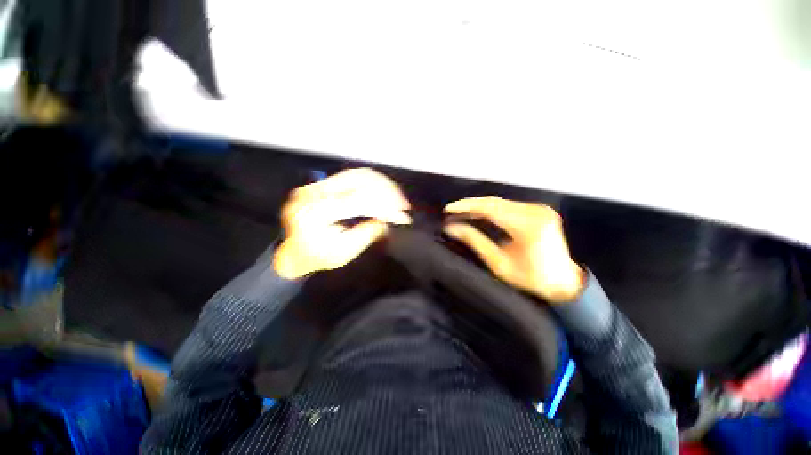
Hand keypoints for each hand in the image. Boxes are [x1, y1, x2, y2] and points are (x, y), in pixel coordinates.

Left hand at [273, 168, 410, 278]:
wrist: (294, 254)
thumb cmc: (318, 257)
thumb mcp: (344, 253)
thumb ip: (366, 234)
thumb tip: (387, 220)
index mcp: (315, 213)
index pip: (357, 201)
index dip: (384, 207)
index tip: (403, 216)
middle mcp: (312, 193)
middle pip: (357, 179)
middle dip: (386, 190)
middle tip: (404, 204)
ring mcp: (315, 185)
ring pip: (356, 174)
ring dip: (382, 184)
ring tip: (398, 196)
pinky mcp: (320, 185)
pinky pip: (351, 177)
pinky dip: (372, 183)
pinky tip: (384, 191)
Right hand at [444, 196, 584, 303]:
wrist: (563, 282)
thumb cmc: (530, 279)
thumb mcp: (499, 264)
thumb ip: (475, 241)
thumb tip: (451, 228)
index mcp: (527, 226)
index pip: (490, 208)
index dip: (466, 206)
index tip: (448, 209)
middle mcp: (535, 212)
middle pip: (494, 202)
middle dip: (470, 205)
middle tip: (452, 211)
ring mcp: (539, 209)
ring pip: (500, 202)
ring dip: (479, 206)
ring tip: (461, 213)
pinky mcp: (538, 210)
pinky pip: (508, 205)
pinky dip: (491, 209)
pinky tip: (479, 214)